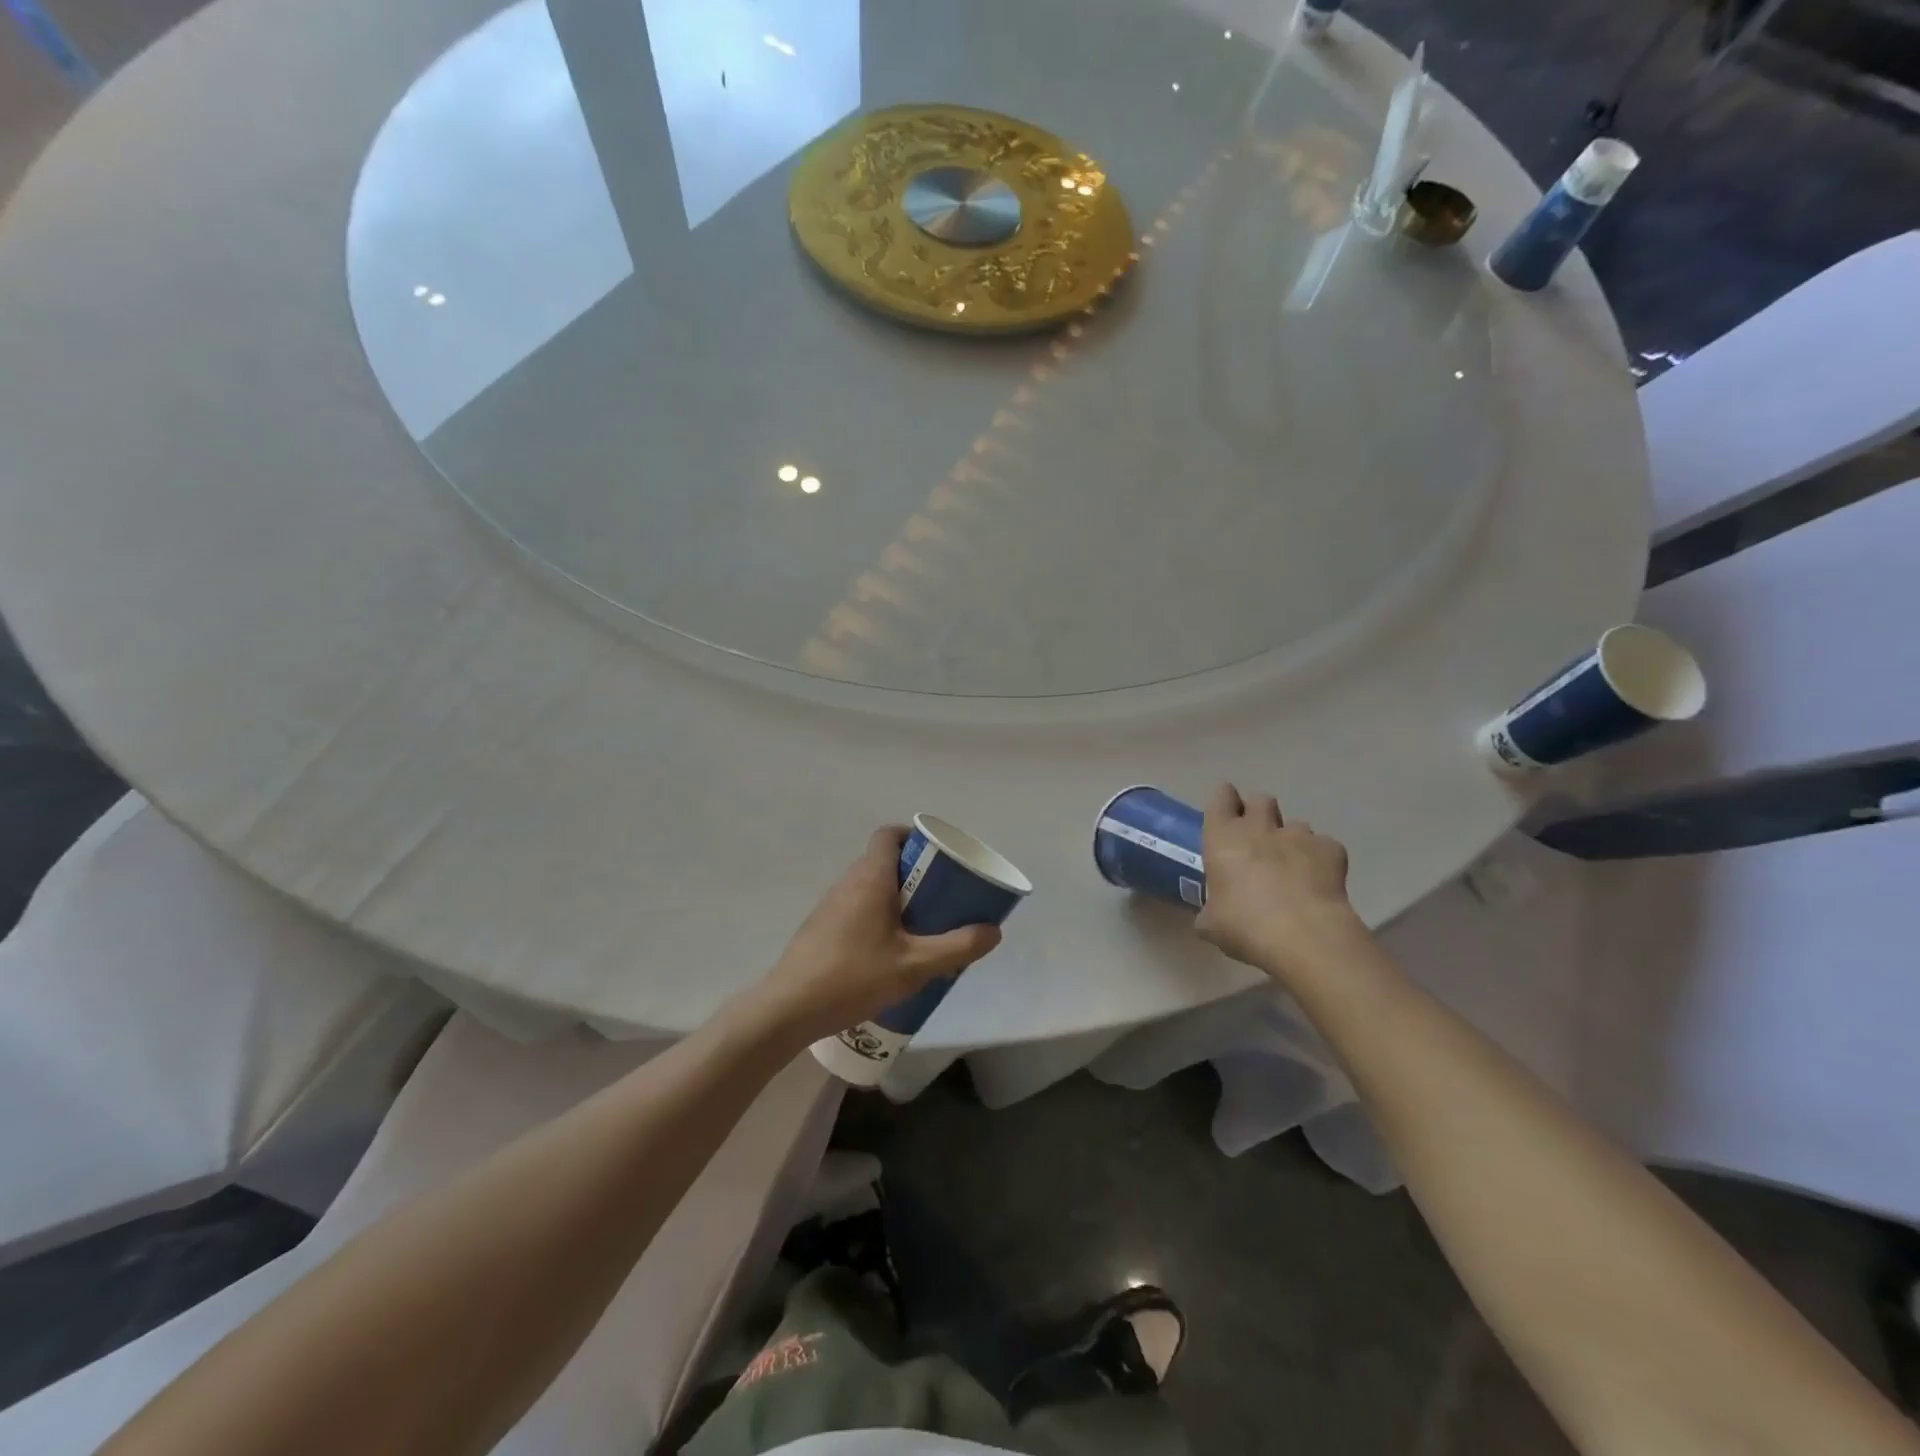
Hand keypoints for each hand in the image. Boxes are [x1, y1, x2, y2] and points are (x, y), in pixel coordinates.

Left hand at [751, 827, 1002, 1045]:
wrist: (789, 1008)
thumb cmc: (854, 976)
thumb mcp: (915, 966)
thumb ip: (957, 947)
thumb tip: (993, 931)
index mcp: (871, 878)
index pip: (889, 835)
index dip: (914, 836)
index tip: (937, 856)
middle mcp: (848, 883)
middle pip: (884, 861)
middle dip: (915, 874)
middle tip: (941, 898)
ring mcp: (830, 906)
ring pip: (870, 888)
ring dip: (897, 899)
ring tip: (922, 928)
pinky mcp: (821, 929)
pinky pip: (856, 909)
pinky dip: (878, 918)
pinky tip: (890, 954)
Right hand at [1194, 783, 1365, 980]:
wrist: (1303, 935)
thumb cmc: (1244, 925)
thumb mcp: (1211, 924)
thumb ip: (1210, 910)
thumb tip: (1212, 915)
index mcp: (1223, 838)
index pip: (1221, 797)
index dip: (1224, 802)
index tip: (1226, 816)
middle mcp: (1260, 828)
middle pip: (1260, 800)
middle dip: (1259, 814)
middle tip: (1257, 839)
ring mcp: (1298, 836)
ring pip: (1295, 825)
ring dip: (1291, 840)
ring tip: (1292, 867)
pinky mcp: (1331, 850)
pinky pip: (1324, 846)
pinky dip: (1321, 859)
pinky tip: (1320, 881)